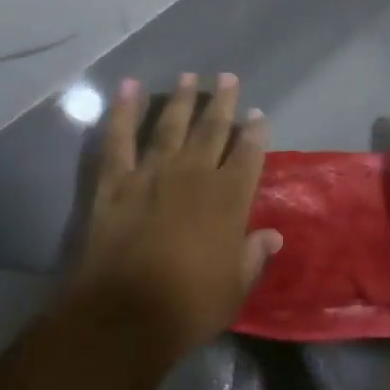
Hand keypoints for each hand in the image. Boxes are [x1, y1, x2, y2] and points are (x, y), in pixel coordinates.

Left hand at [69, 74, 282, 360]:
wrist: (126, 313)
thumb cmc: (189, 306)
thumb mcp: (235, 288)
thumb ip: (253, 256)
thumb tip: (273, 235)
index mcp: (228, 199)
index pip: (248, 155)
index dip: (255, 133)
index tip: (258, 115)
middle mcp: (193, 174)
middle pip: (212, 129)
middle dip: (222, 102)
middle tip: (228, 77)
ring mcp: (152, 172)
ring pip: (170, 125)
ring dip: (181, 99)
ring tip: (189, 76)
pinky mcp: (116, 180)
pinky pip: (119, 137)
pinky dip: (122, 110)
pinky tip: (128, 86)